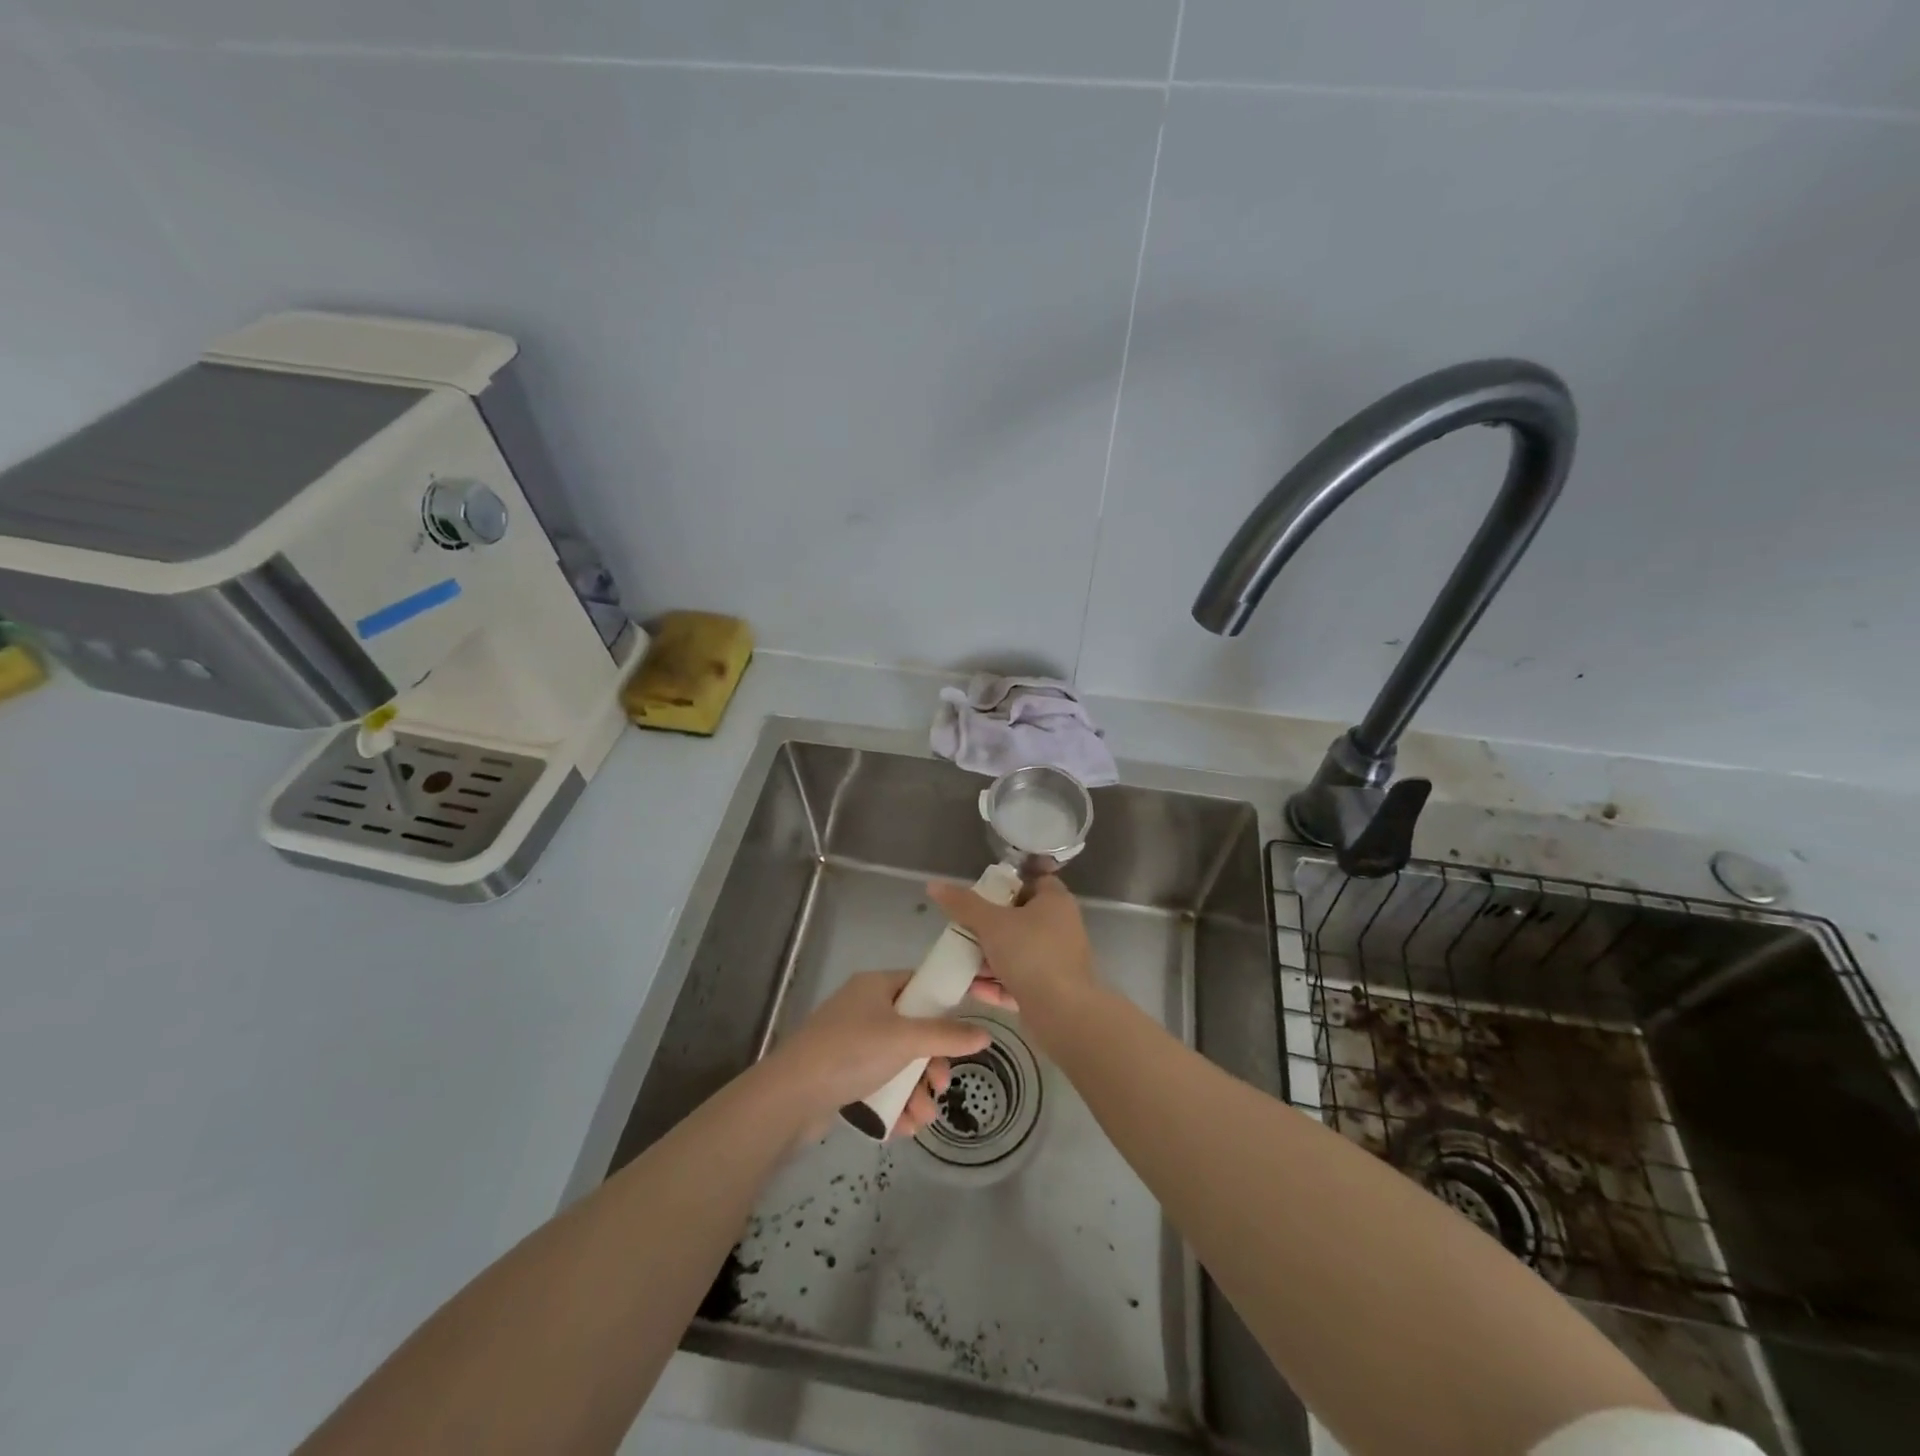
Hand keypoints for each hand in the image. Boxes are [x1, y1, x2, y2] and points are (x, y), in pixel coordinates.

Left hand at [761, 970, 995, 1140]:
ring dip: (916, 1090)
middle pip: (914, 1030)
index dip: (947, 1003)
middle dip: (932, 1063)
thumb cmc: (851, 1053)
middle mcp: (864, 1009)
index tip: (969, 1026)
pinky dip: (895, 1103)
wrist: (789, 1097)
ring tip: (923, 1117)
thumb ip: (947, 1036)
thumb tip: (985, 1034)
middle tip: (941, 1085)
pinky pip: (880, 1084)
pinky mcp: (842, 1075)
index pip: (921, 984)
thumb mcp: (905, 1040)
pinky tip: (904, 1128)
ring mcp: (851, 1043)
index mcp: (876, 986)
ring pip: (899, 1062)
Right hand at [925, 875, 1095, 1033]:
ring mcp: (1058, 960)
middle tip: (963, 931)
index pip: (1033, 881)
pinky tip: (972, 989)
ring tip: (961, 963)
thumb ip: (963, 904)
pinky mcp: (1052, 990)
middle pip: (1020, 919)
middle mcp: (1061, 927)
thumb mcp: (991, 923)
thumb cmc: (1030, 954)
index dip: (1008, 885)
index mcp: (1055, 902)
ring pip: (1018, 953)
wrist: (1062, 1013)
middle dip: (990, 927)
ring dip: (989, 959)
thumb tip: (934, 885)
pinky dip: (998, 983)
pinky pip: (1020, 980)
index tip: (981, 896)